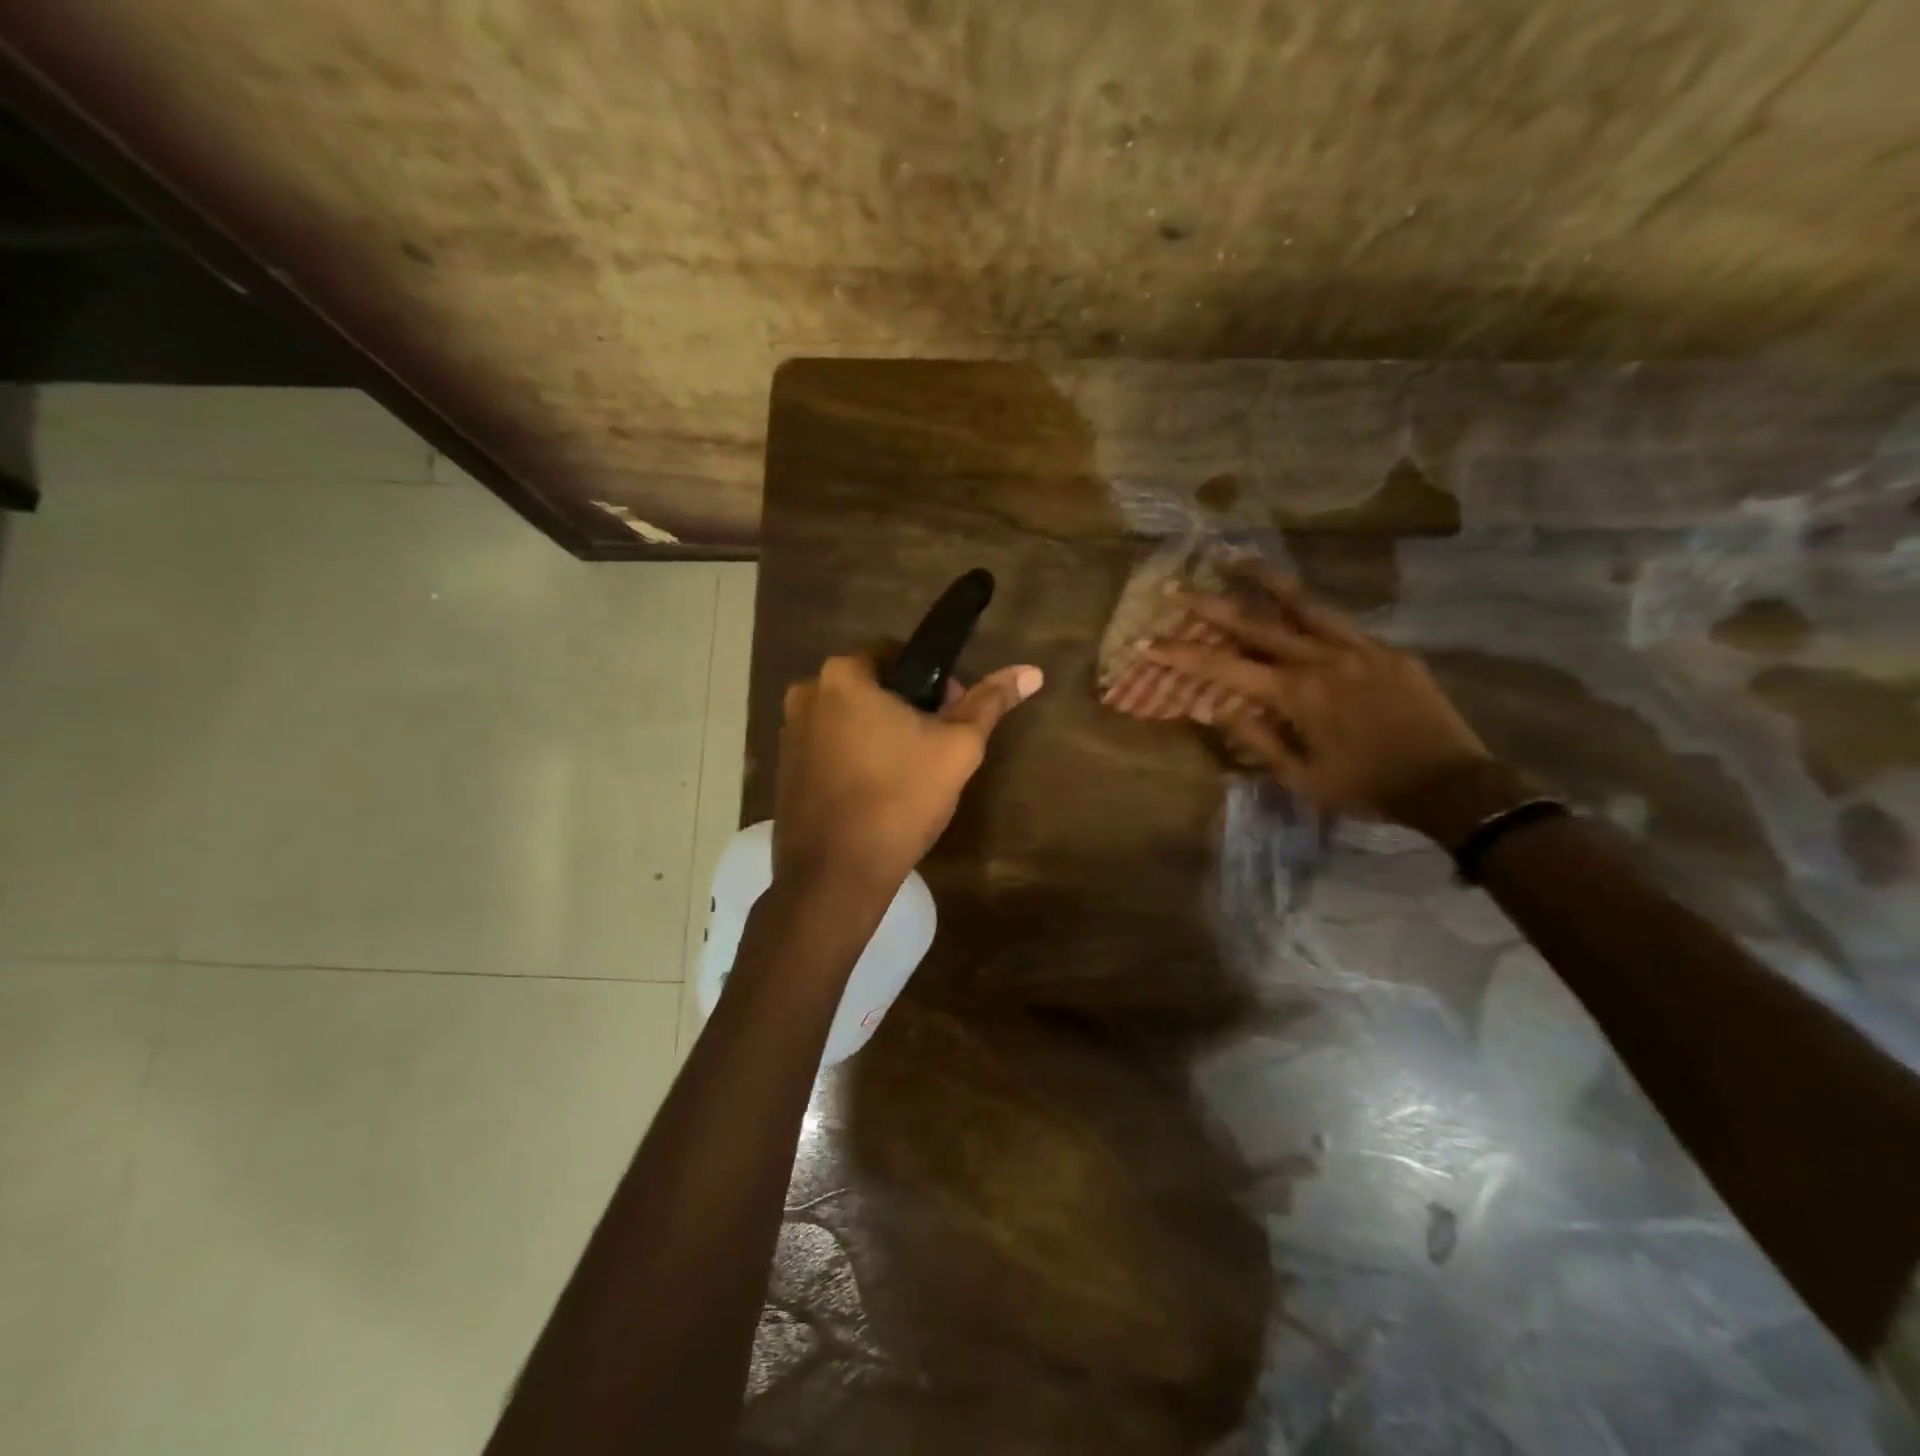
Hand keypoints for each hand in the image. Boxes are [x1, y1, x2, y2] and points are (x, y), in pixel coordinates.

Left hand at [773, 652, 1042, 897]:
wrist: (836, 875)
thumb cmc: (900, 799)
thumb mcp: (957, 748)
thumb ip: (990, 703)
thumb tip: (1031, 671)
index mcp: (843, 675)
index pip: (897, 654)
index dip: (933, 680)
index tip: (951, 714)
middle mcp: (807, 693)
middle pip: (871, 687)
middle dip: (906, 708)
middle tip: (935, 747)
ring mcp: (788, 733)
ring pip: (849, 719)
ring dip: (879, 733)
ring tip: (908, 773)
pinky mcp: (784, 770)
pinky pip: (829, 747)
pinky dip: (854, 757)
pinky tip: (877, 791)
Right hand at [1143, 561, 1489, 820]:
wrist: (1452, 785)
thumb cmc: (1367, 788)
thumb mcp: (1301, 777)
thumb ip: (1256, 739)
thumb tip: (1214, 707)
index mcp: (1296, 694)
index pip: (1223, 667)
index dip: (1180, 654)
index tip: (1146, 641)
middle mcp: (1322, 659)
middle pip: (1255, 622)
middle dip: (1209, 604)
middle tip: (1176, 586)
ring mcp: (1359, 648)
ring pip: (1302, 602)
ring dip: (1261, 579)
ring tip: (1232, 558)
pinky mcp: (1388, 650)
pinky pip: (1340, 625)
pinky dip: (1309, 613)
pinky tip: (1296, 610)